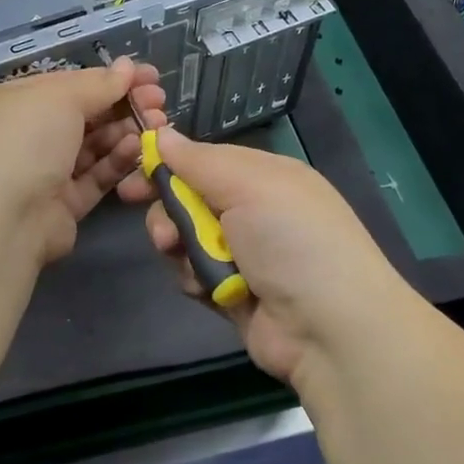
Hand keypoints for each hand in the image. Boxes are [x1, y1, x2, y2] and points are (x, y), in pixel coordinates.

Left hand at [0, 58, 164, 266]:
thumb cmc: (23, 141)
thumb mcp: (60, 98)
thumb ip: (98, 84)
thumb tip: (127, 66)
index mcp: (18, 101)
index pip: (72, 83)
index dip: (112, 78)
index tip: (150, 75)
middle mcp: (29, 134)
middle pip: (86, 114)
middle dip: (124, 104)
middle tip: (159, 101)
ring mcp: (45, 171)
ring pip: (94, 146)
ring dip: (126, 131)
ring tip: (157, 124)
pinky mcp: (63, 205)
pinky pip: (95, 177)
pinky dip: (117, 162)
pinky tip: (139, 149)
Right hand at [120, 129, 406, 385]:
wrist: (330, 329)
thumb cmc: (291, 239)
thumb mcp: (248, 184)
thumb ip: (198, 161)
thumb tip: (162, 133)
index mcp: (265, 175)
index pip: (205, 159)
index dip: (169, 163)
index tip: (133, 169)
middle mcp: (254, 210)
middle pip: (189, 198)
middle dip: (169, 211)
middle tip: (161, 230)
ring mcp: (245, 253)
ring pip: (186, 238)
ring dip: (181, 247)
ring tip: (190, 260)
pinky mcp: (233, 292)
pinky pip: (194, 274)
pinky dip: (195, 278)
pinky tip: (207, 288)